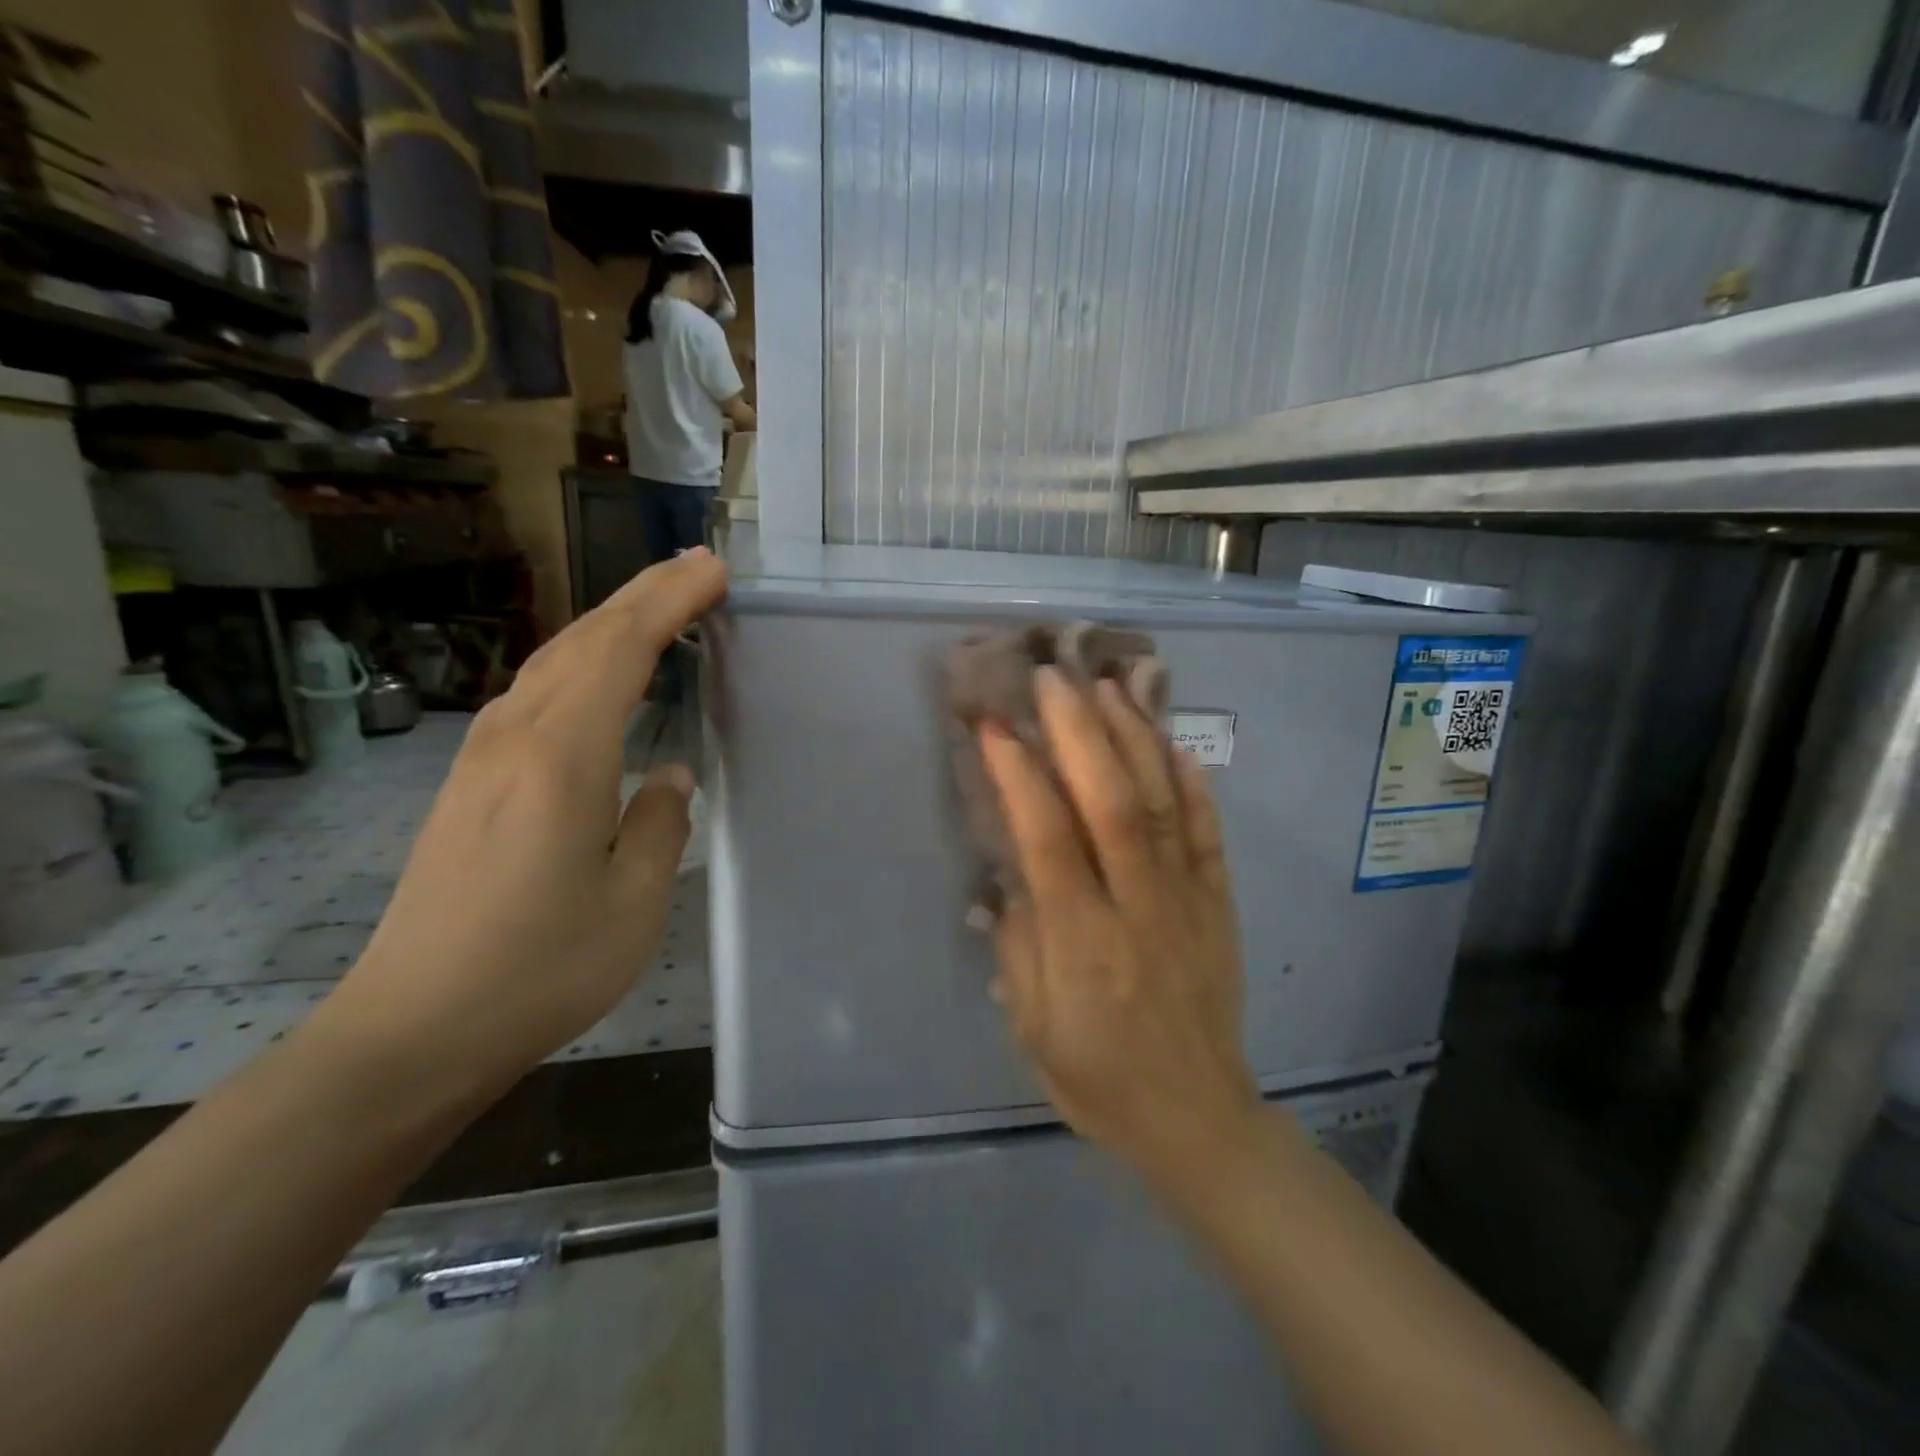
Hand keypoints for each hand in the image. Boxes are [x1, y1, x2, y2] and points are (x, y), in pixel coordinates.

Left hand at [316, 548, 727, 1105]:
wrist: (412, 1030)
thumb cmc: (540, 968)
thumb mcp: (633, 902)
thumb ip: (661, 823)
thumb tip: (668, 774)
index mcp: (562, 758)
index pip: (620, 651)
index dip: (669, 603)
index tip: (712, 572)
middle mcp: (515, 738)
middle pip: (582, 640)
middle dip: (641, 595)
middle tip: (694, 569)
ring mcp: (483, 758)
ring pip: (552, 662)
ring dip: (608, 623)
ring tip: (656, 607)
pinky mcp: (470, 782)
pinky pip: (535, 694)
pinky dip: (579, 662)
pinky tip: (597, 675)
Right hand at [979, 667, 1262, 1181]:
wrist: (1198, 1118)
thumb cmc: (1098, 1079)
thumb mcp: (1031, 1027)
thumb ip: (1016, 944)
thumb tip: (1008, 873)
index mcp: (1082, 943)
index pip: (1047, 838)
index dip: (1019, 775)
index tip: (995, 726)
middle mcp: (1137, 907)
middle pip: (1109, 801)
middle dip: (1078, 731)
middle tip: (1052, 676)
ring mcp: (1187, 899)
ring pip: (1161, 802)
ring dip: (1132, 737)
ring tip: (1107, 686)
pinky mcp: (1219, 903)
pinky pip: (1208, 832)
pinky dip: (1192, 782)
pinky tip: (1173, 742)